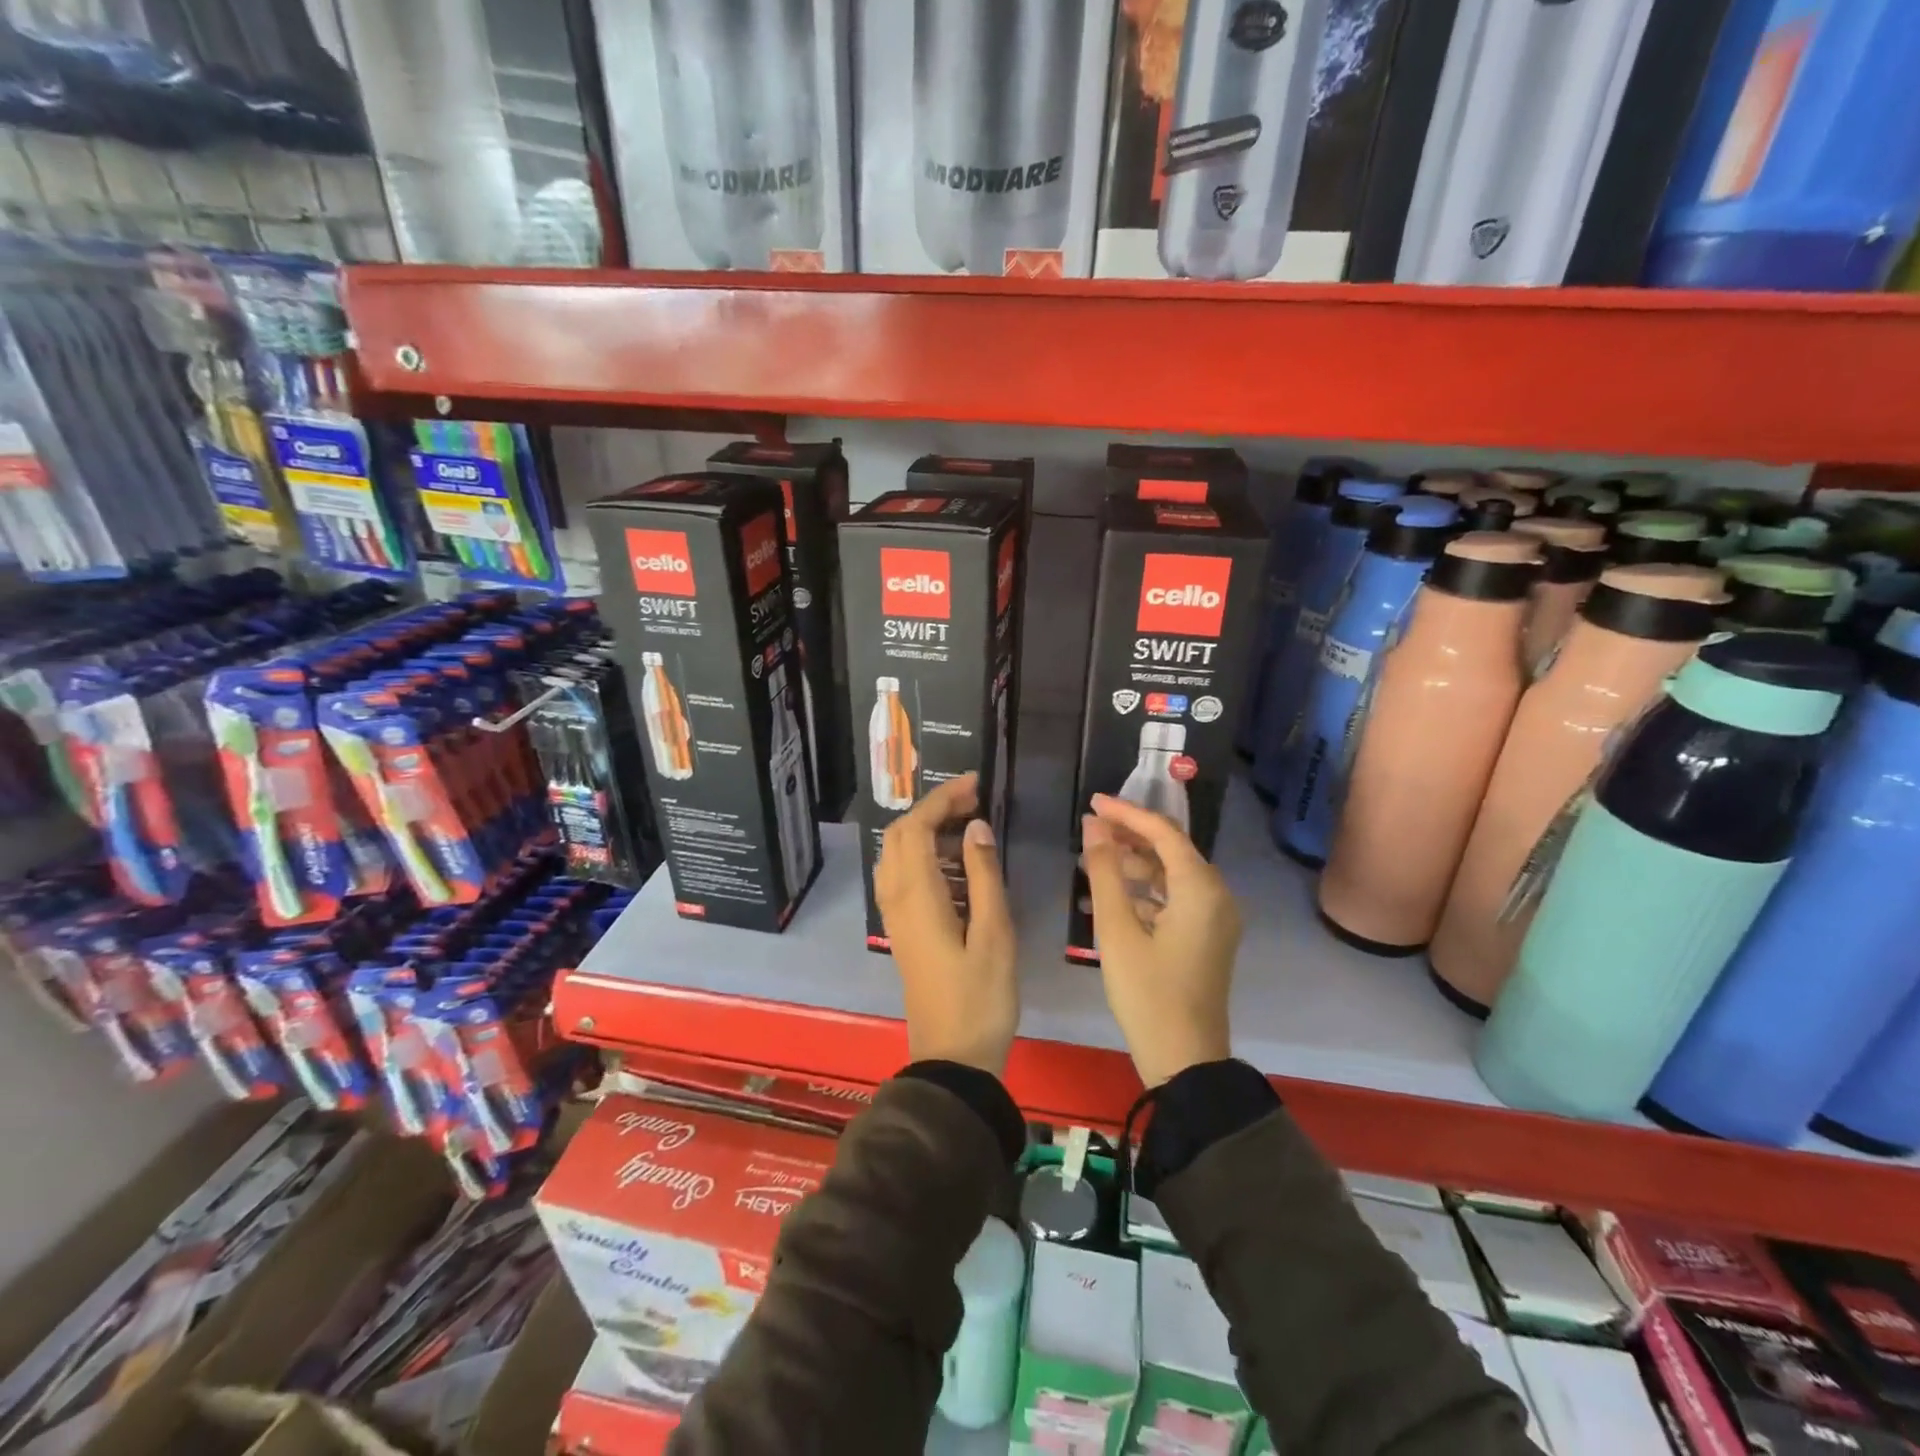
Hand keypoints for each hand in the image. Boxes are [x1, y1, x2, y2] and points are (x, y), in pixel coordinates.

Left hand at [875, 773, 1017, 1074]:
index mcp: (918, 897)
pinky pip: (902, 878)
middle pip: (900, 836)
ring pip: (896, 856)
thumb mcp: (995, 934)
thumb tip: (974, 828)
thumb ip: (983, 876)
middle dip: (933, 810)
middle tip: (973, 802)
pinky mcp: (903, 932)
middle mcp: (897, 900)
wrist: (952, 1059)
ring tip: (967, 826)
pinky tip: (956, 866)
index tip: (975, 785)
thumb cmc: (981, 998)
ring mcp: (896, 917)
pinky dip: (923, 857)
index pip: (917, 828)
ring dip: (925, 831)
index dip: (943, 799)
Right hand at [1080, 793, 1239, 1086]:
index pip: (1164, 832)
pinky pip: (1178, 898)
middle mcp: (1218, 895)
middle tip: (1090, 829)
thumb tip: (1094, 826)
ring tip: (1094, 862)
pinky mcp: (1209, 936)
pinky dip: (1147, 891)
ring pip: (1174, 874)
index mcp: (1201, 889)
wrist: (1185, 1059)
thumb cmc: (1147, 993)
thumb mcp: (1117, 930)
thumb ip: (1105, 872)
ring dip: (1136, 864)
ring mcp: (1217, 918)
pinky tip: (1114, 897)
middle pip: (1172, 849)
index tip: (1093, 802)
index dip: (1127, 813)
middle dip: (1130, 836)